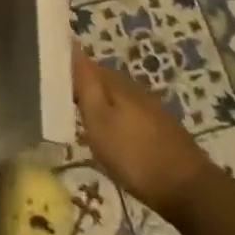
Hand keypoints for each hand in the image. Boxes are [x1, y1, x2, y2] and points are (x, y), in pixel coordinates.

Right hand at [72, 51, 215, 223]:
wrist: (189, 189)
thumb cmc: (135, 155)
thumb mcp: (100, 121)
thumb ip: (84, 85)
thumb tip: (71, 46)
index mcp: (114, 82)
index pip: (82, 63)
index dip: (64, 68)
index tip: (46, 79)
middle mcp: (132, 87)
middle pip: (99, 80)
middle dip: (80, 87)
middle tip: (58, 103)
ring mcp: (149, 107)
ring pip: (114, 98)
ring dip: (98, 104)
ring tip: (79, 120)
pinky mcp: (159, 127)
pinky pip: (127, 113)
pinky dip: (114, 119)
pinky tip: (110, 136)